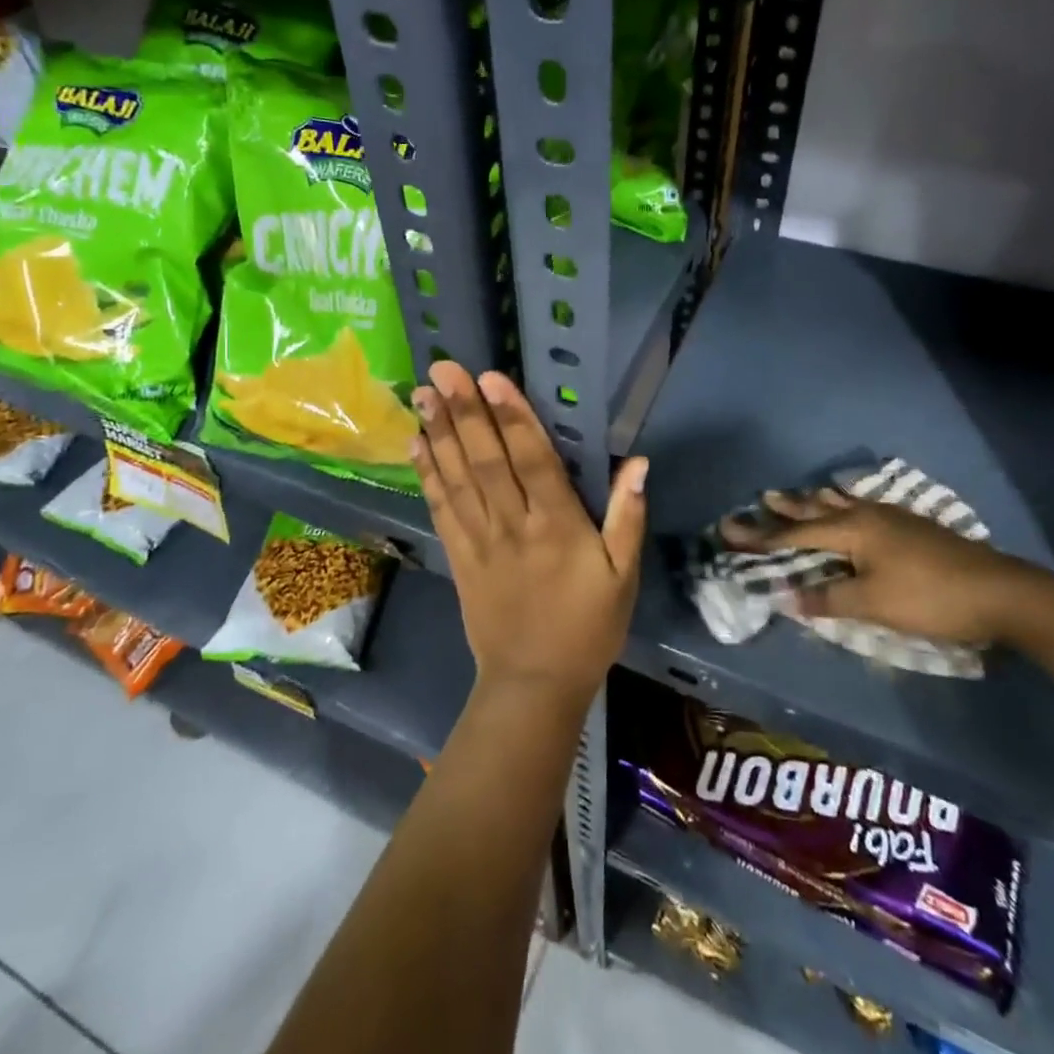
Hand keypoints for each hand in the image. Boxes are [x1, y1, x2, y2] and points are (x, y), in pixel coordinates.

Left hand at [413, 361, 646, 707]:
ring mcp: (479, 540)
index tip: (490, 378)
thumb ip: (627, 517)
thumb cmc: (588, 627)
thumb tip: (638, 463)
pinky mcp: (458, 557)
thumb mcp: (624, 577)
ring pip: (457, 478)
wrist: (534, 684)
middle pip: (486, 461)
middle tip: (443, 369)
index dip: (512, 416)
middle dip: (465, 411)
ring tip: (422, 393)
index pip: (532, 460)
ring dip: (439, 433)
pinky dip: (427, 475)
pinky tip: (416, 444)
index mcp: (558, 526)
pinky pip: (441, 509)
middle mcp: (513, 525)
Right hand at [720, 489, 1053, 647]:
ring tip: (796, 496)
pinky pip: (861, 507)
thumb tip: (788, 597)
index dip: (761, 537)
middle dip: (785, 509)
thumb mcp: (873, 605)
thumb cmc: (930, 599)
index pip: (795, 534)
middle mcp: (866, 515)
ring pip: (841, 504)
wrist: (1003, 593)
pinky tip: (850, 508)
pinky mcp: (912, 526)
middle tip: (760, 499)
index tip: (728, 531)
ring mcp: (892, 517)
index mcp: (852, 529)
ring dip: (814, 502)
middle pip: (816, 510)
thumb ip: (828, 599)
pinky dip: (841, 506)